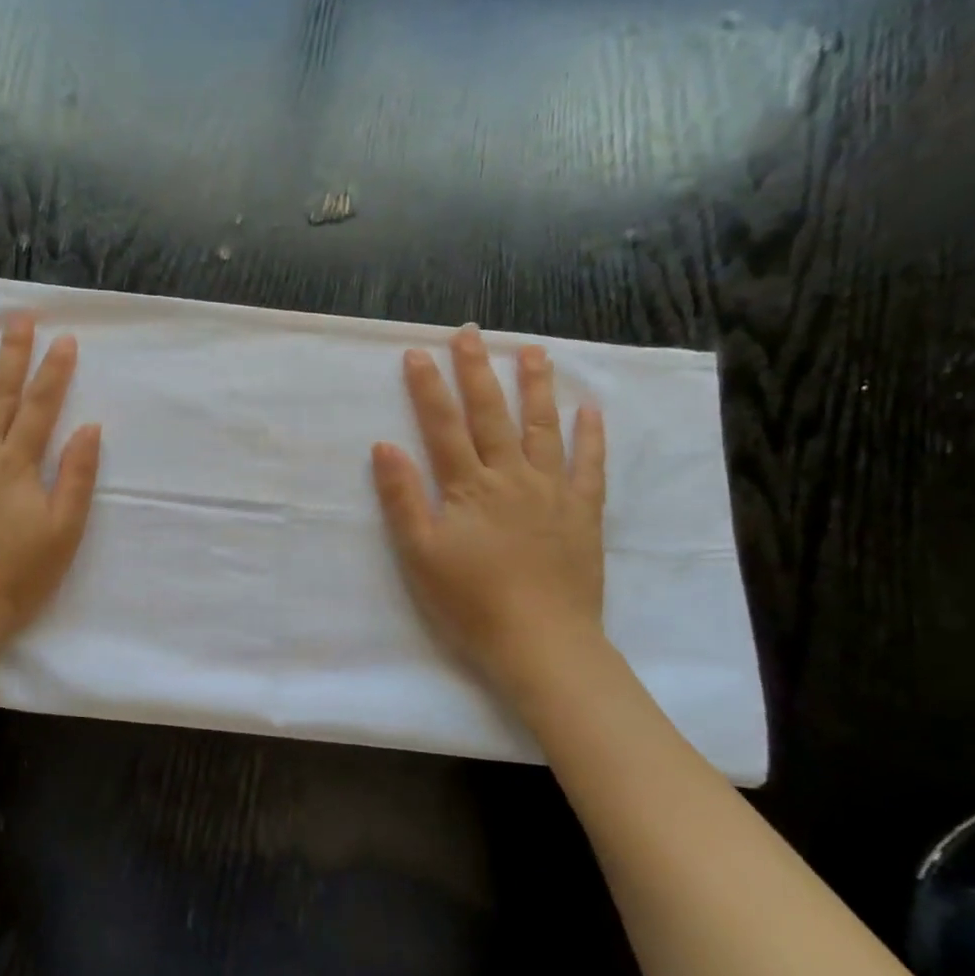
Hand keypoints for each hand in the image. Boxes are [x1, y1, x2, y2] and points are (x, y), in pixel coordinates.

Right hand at [371, 327, 606, 696]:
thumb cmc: (471, 602)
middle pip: (492, 414)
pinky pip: (589, 466)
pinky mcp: (583, 513)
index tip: (416, 353)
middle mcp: (512, 477)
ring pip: (543, 428)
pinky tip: (590, 410)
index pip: (443, 426)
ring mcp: (552, 491)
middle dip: (479, 371)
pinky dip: (590, 436)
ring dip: (536, 387)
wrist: (542, 642)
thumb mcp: (421, 554)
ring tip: (533, 350)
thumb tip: (385, 445)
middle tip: (471, 333)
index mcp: (469, 487)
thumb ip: (403, 498)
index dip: (428, 388)